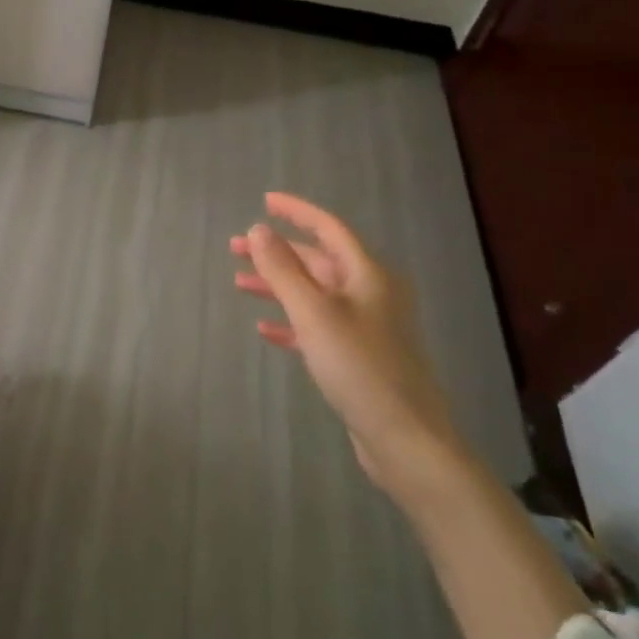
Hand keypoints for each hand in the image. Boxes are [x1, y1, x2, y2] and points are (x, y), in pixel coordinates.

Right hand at [231, 192, 463, 496]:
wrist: (404, 438)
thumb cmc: (358, 366)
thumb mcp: (313, 312)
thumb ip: (283, 270)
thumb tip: (258, 229)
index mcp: (367, 275)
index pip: (328, 228)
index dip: (296, 211)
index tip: (264, 201)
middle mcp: (368, 294)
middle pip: (317, 261)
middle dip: (276, 252)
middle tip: (234, 248)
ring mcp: (364, 326)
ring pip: (313, 293)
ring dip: (277, 286)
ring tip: (239, 283)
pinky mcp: (356, 357)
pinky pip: (316, 327)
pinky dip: (290, 322)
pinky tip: (264, 328)